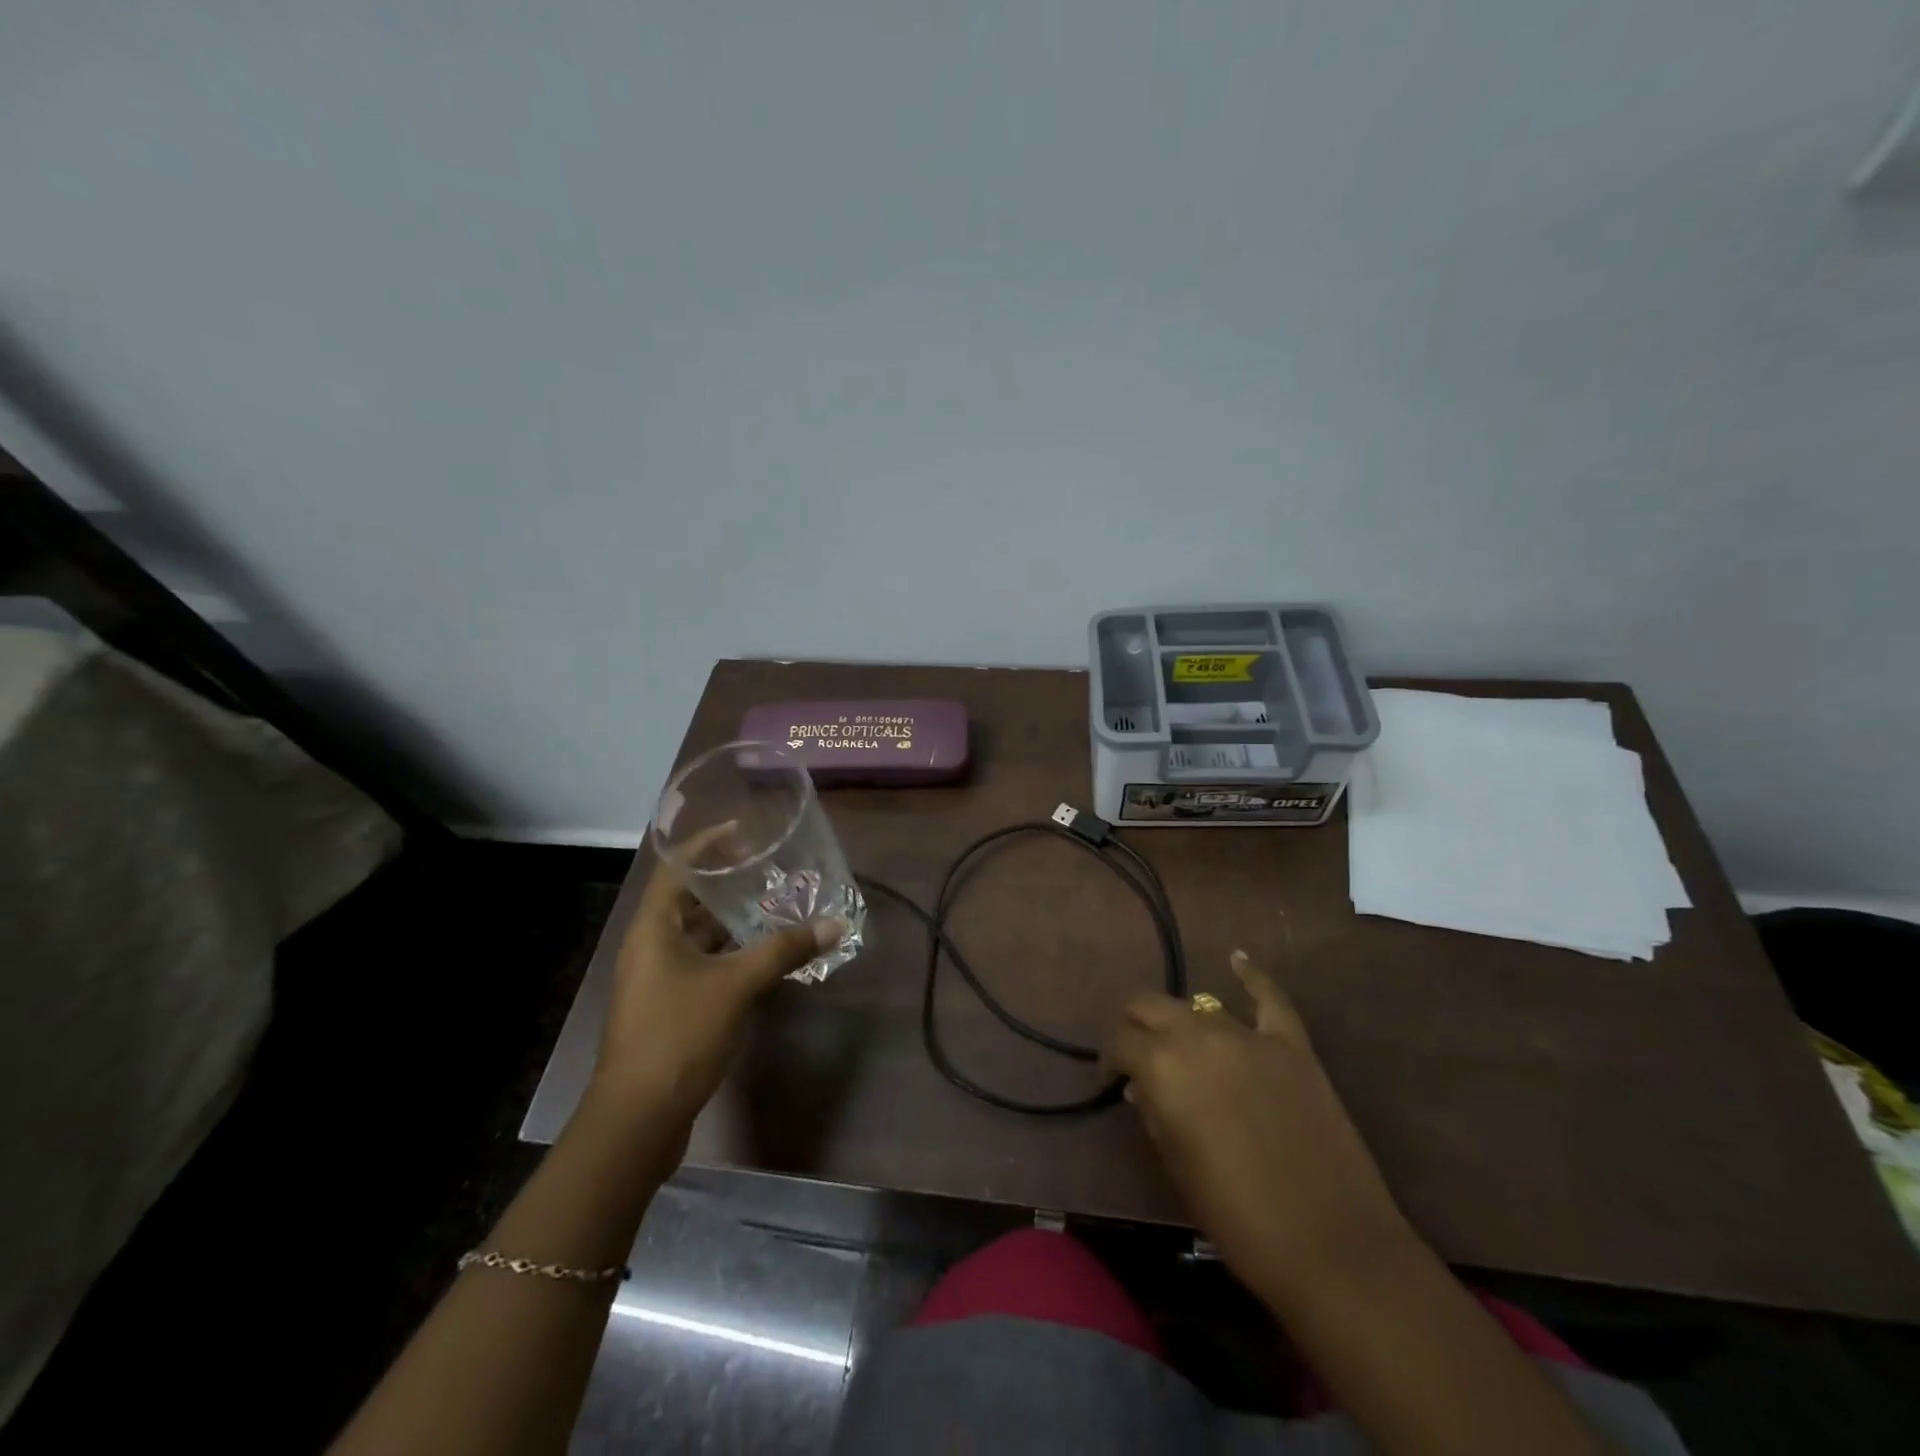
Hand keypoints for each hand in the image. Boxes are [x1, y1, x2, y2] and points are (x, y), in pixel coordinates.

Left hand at [588, 859, 842, 1135]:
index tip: (744, 832)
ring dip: (732, 922)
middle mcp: (649, 947)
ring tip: (774, 906)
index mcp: (652, 929)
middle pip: (688, 901)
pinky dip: (730, 954)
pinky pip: (702, 965)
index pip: (676, 868)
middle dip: (727, 885)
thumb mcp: (736, 985)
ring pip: (697, 936)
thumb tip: (834, 924)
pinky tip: (763, 956)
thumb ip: (784, 951)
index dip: (707, 845)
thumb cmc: (679, 1036)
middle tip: (770, 869)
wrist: (638, 1119)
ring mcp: (656, 980)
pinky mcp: (668, 1008)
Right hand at [1102, 950, 1409, 1303]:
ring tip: (1181, 1044)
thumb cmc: (1237, 1217)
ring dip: (1182, 1021)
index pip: (1119, 1040)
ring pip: (1200, 1006)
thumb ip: (1154, 1112)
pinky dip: (1251, 977)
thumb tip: (1142, 1086)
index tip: (1111, 1078)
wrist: (1330, 1246)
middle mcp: (1198, 1035)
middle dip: (1133, 1024)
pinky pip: (1269, 998)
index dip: (1109, 1058)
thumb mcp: (1176, 1164)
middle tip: (1134, 1053)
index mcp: (1162, 1065)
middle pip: (1150, 1005)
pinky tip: (1237, 960)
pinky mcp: (1292, 1045)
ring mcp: (1249, 1035)